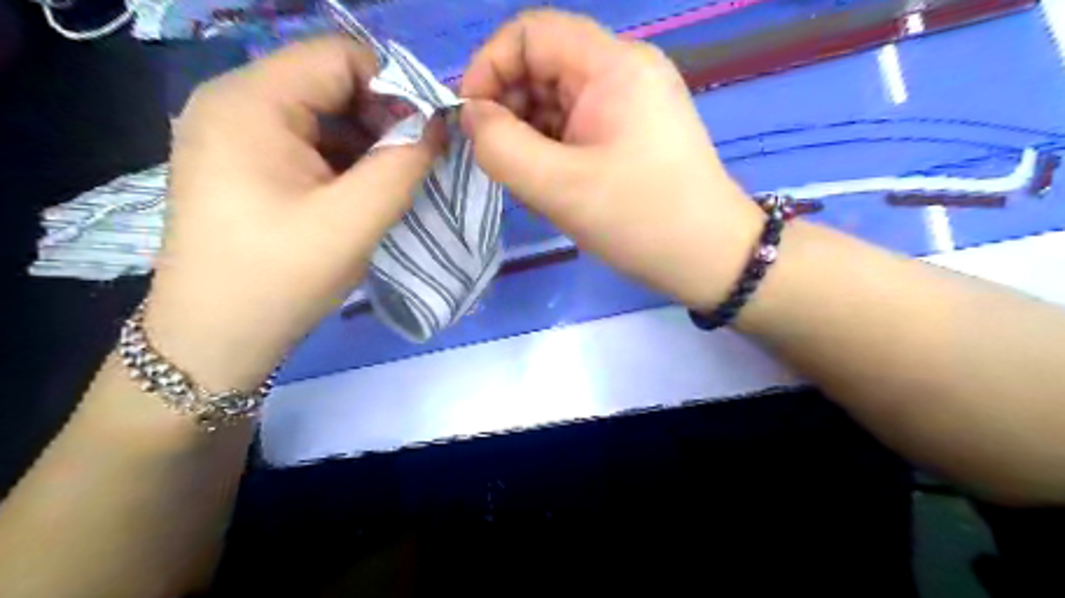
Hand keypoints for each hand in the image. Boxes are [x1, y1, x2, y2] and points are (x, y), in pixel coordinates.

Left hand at [146, 37, 440, 391]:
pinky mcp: (241, 162)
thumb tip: (436, 126)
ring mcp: (233, 133)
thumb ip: (404, 164)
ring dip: (365, 143)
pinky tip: (359, 194)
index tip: (426, 137)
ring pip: (320, 114)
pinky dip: (342, 160)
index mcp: (252, 103)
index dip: (394, 88)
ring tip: (389, 185)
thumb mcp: (355, 220)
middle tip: (413, 165)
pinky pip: (305, 141)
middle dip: (382, 118)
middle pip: (329, 82)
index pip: (340, 57)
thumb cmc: (281, 277)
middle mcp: (234, 103)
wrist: (215, 337)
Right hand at [464, 12, 761, 309]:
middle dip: (509, 104)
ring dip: (530, 129)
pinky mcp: (637, 127)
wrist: (708, 257)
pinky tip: (552, 178)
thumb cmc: (637, 220)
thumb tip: (471, 115)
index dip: (489, 67)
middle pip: (545, 62)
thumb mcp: (557, 186)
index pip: (530, 32)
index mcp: (613, 65)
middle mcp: (626, 68)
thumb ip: (499, 145)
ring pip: (560, 95)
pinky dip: (554, 143)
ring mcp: (635, 98)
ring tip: (528, 176)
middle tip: (497, 157)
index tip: (470, 120)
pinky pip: (580, 120)